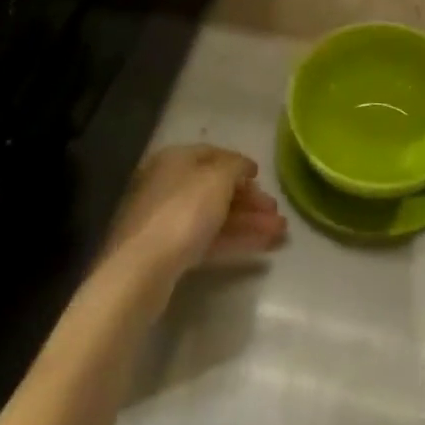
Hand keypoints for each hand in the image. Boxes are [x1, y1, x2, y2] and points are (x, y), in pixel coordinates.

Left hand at [103, 145, 286, 298]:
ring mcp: (168, 220)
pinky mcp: (170, 252)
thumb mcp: (218, 179)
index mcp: (175, 160)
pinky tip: (263, 246)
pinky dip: (235, 239)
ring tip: (280, 232)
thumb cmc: (183, 212)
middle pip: (216, 188)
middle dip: (250, 200)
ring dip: (249, 222)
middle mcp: (169, 185)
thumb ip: (236, 166)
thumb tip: (244, 167)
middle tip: (276, 211)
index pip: (213, 154)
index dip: (240, 164)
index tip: (262, 178)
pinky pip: (209, 239)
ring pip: (215, 216)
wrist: (143, 270)